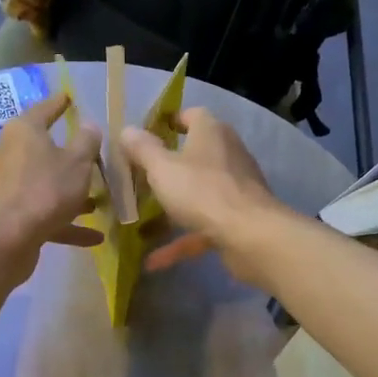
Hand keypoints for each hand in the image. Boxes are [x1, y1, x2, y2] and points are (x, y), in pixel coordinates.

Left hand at [0, 92, 103, 283]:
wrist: (8, 239)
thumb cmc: (45, 189)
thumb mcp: (78, 162)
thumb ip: (87, 142)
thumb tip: (89, 125)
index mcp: (25, 131)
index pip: (45, 109)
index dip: (60, 103)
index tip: (71, 97)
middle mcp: (13, 154)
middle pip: (46, 150)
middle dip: (72, 156)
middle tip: (97, 155)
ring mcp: (11, 186)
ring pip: (48, 184)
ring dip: (73, 193)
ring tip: (101, 201)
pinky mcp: (14, 215)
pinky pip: (47, 213)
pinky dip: (68, 223)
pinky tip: (96, 237)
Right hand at [119, 108, 284, 286]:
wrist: (250, 236)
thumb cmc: (202, 191)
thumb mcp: (162, 168)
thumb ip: (142, 149)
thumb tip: (126, 130)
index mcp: (211, 133)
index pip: (192, 115)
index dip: (169, 121)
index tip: (146, 136)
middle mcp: (227, 155)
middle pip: (194, 155)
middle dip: (167, 168)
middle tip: (138, 179)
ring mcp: (234, 189)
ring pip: (197, 194)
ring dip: (172, 207)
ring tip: (142, 221)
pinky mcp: (237, 220)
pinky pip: (202, 227)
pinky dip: (180, 241)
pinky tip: (153, 261)